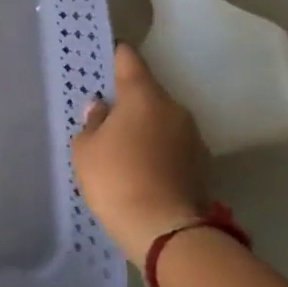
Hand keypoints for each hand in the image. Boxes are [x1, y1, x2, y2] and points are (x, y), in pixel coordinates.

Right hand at [72, 43, 209, 266]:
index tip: (104, 55)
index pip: (129, 60)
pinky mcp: (201, 164)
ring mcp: (193, 137)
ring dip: (144, 125)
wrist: (166, 231)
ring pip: (161, 119)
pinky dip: (156, 148)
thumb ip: (91, 122)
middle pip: (147, 92)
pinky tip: (139, 165)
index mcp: (144, 96)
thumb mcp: (86, 149)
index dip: (115, 55)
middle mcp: (174, 108)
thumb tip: (101, 109)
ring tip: (121, 144)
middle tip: (105, 112)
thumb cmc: (116, 179)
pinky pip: (171, 144)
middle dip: (128, 99)